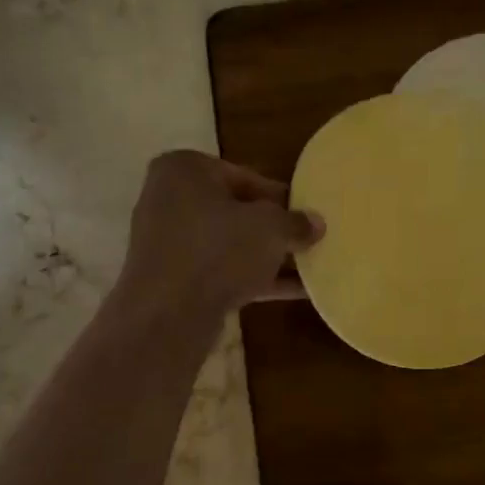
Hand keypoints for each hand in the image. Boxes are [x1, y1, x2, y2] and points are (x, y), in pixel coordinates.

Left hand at [117, 151, 323, 318]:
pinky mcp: (173, 280)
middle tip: (308, 240)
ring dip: (267, 256)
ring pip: (229, 244)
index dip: (282, 197)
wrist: (169, 316)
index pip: (245, 177)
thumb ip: (296, 222)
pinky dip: (254, 279)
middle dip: (273, 229)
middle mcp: (169, 199)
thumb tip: (316, 223)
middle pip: (235, 211)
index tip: (307, 214)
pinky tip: (296, 292)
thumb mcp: (270, 228)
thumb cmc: (218, 251)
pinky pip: (221, 272)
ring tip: (310, 267)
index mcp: (184, 169)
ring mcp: (168, 243)